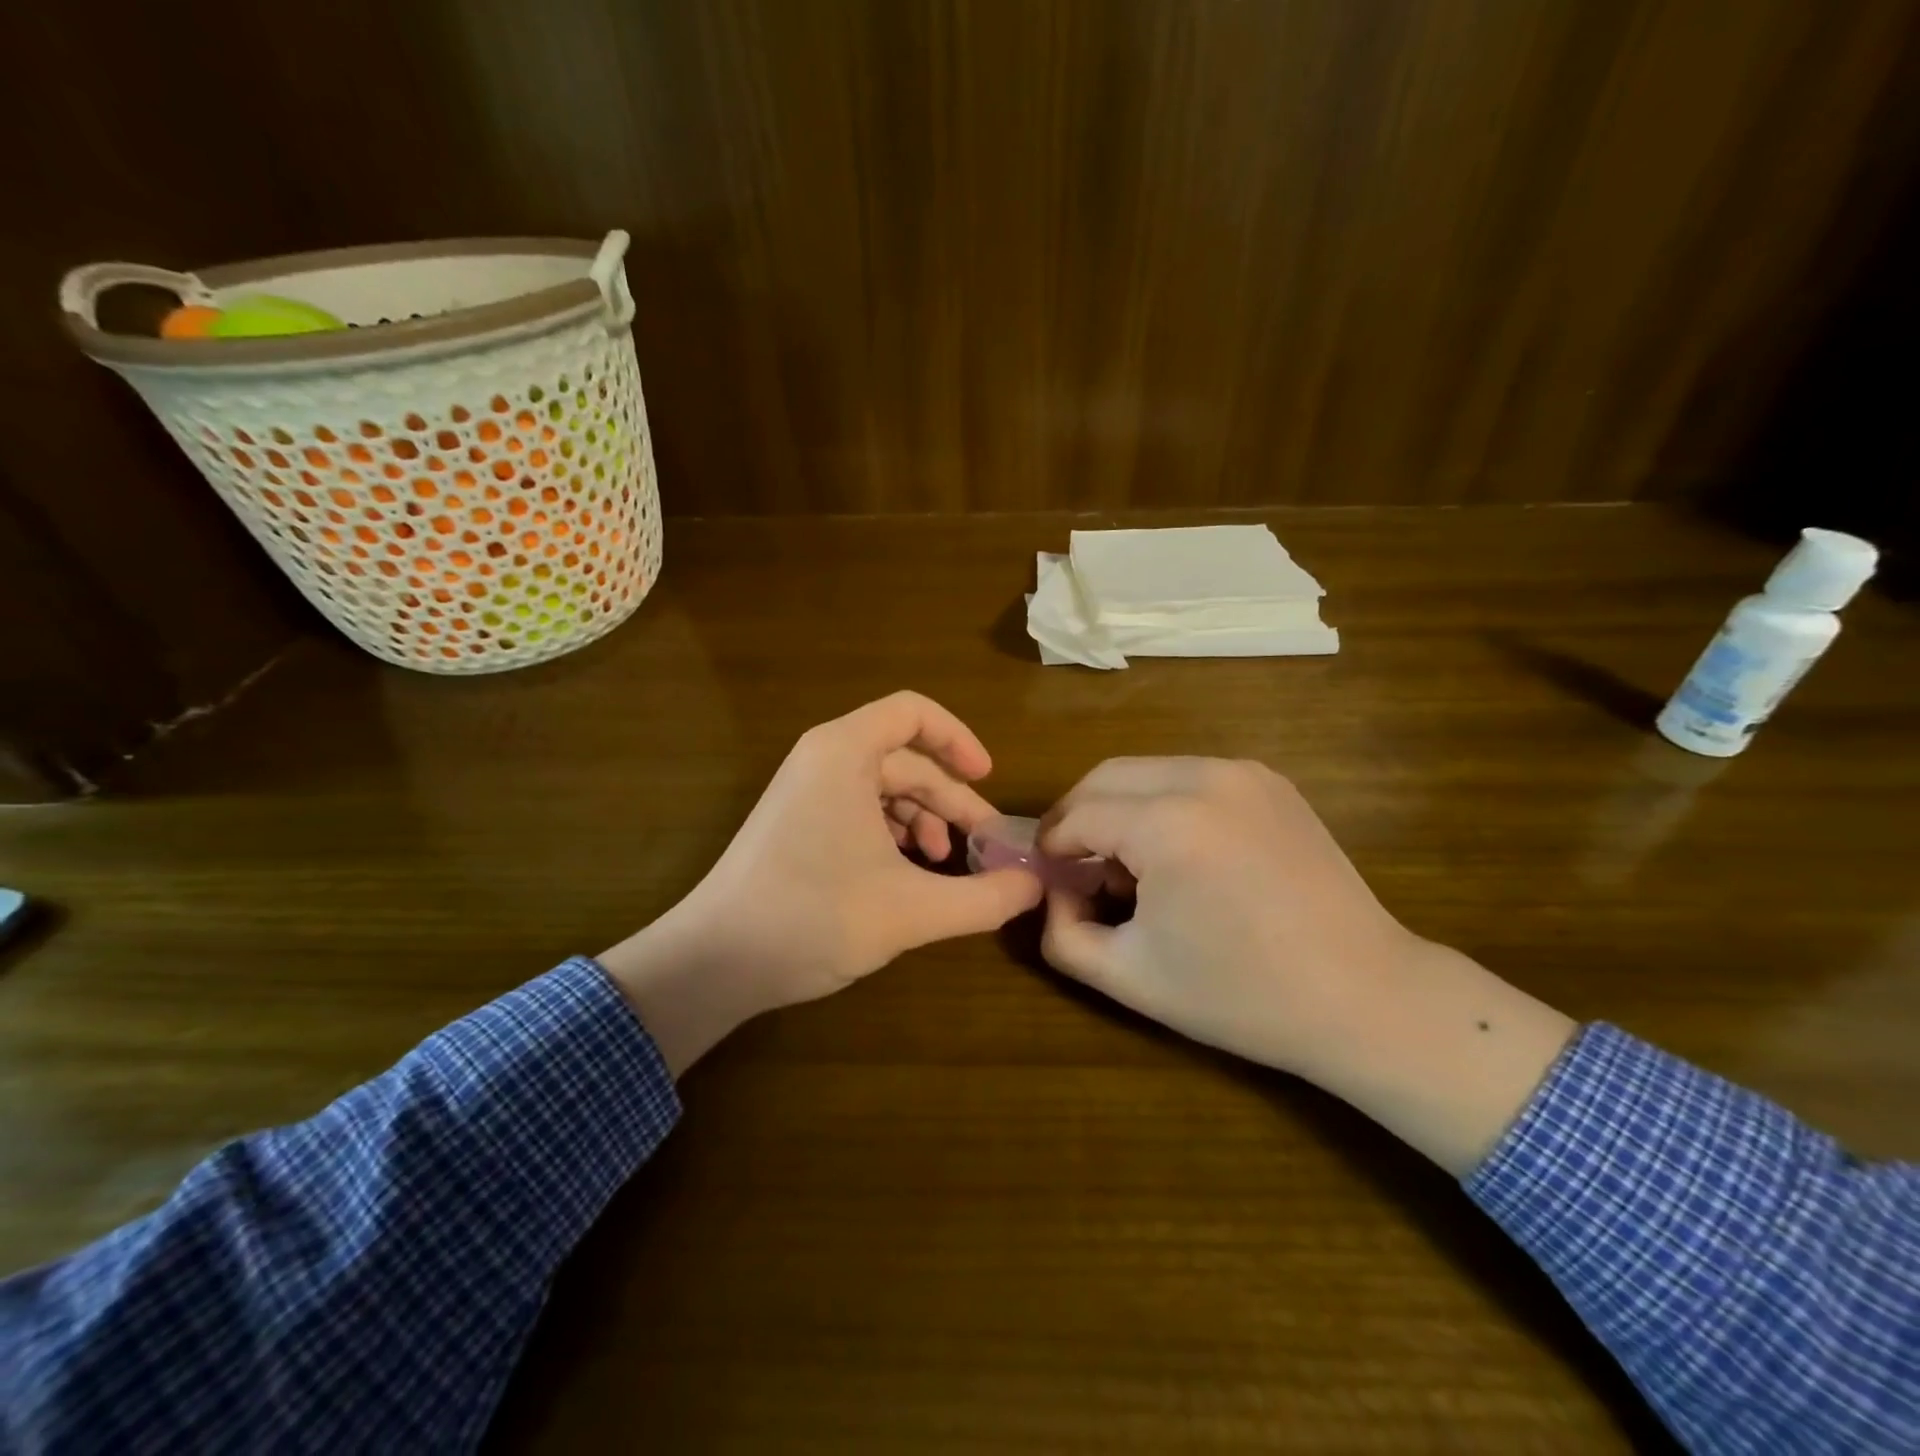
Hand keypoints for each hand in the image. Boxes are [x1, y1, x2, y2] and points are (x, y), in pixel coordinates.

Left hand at [601, 692, 1043, 1072]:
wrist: (714, 962)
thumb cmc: (812, 918)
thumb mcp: (911, 911)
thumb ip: (983, 898)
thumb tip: (1035, 887)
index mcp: (843, 753)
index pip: (913, 712)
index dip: (958, 739)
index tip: (989, 779)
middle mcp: (822, 759)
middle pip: (905, 759)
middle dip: (950, 800)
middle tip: (983, 846)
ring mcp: (804, 791)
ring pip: (883, 788)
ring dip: (923, 821)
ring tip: (943, 866)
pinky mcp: (795, 823)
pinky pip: (858, 809)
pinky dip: (892, 834)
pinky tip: (907, 874)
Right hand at [1038, 757, 1419, 1078]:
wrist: (1365, 996)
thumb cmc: (1241, 995)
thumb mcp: (1129, 976)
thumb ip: (1062, 932)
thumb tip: (1053, 892)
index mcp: (1167, 824)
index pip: (1076, 816)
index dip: (1050, 848)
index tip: (1047, 880)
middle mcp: (1203, 778)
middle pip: (1104, 777)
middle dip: (1076, 816)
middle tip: (1073, 865)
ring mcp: (1243, 772)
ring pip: (1145, 771)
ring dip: (1118, 807)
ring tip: (1125, 862)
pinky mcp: (1270, 781)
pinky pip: (1188, 776)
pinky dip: (1162, 802)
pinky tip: (1176, 852)